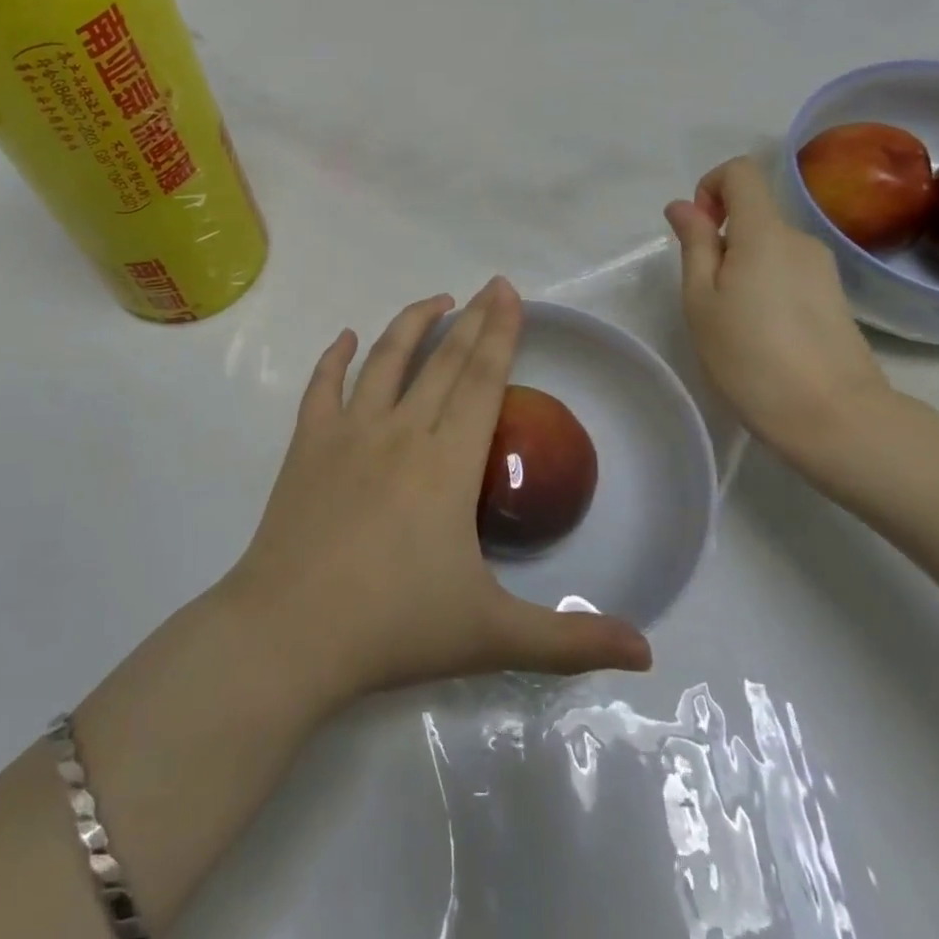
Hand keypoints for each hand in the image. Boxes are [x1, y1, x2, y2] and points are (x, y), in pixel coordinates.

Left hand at [225, 278, 651, 708]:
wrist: (291, 633)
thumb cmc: (395, 628)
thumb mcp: (494, 636)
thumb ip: (571, 641)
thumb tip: (648, 652)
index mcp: (447, 463)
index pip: (482, 381)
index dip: (500, 333)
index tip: (509, 292)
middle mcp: (400, 431)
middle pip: (442, 361)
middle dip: (471, 319)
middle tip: (489, 286)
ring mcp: (348, 433)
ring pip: (384, 360)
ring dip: (411, 324)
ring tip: (436, 301)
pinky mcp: (307, 445)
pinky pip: (322, 387)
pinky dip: (334, 358)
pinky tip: (345, 338)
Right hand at [664, 157, 893, 485]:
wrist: (834, 417)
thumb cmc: (750, 356)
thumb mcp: (701, 299)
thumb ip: (694, 244)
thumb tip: (684, 205)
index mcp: (764, 232)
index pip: (741, 172)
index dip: (710, 187)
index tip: (696, 232)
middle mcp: (800, 239)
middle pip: (754, 213)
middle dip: (720, 239)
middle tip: (705, 295)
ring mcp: (823, 269)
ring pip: (769, 246)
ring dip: (742, 266)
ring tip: (732, 321)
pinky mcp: (834, 297)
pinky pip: (788, 271)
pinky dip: (765, 285)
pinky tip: (762, 333)